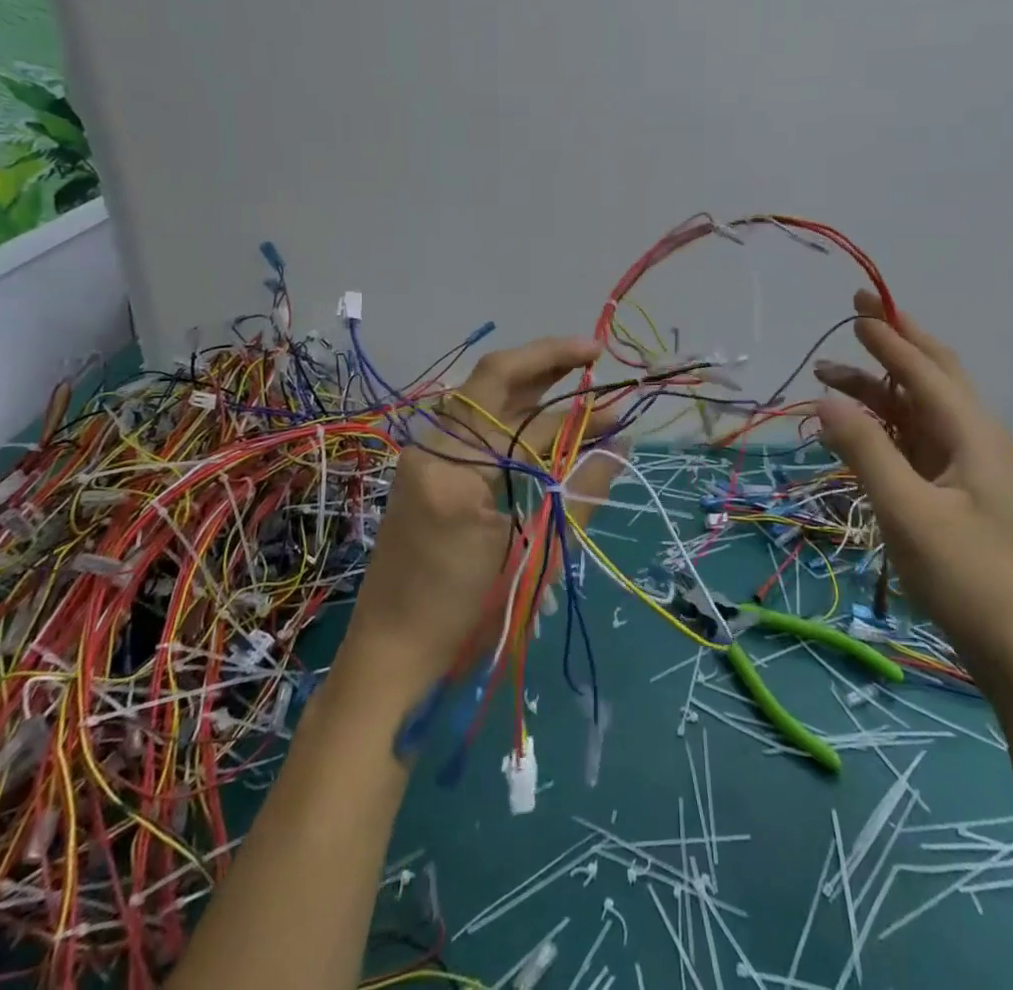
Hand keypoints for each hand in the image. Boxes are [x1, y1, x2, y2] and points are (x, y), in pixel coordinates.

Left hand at [340, 336, 624, 702]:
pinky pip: (474, 428)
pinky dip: (511, 418)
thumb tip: (621, 444)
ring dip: (529, 387)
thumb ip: (579, 492)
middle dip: (544, 364)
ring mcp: (424, 457)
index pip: (519, 404)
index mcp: (454, 464)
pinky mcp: (427, 472)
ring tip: (575, 380)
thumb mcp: (534, 555)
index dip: (567, 386)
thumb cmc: (466, 614)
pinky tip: (542, 421)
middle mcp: (432, 446)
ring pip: (482, 401)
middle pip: (491, 382)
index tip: (603, 366)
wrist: (391, 656)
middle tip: (590, 356)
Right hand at [813, 291, 1012, 696]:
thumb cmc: (968, 579)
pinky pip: (920, 438)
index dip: (888, 337)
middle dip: (897, 340)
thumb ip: (865, 451)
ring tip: (830, 375)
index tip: (857, 307)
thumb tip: (826, 399)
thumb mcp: (907, 514)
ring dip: (881, 385)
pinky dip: (888, 421)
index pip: (924, 370)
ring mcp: (972, 466)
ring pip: (923, 407)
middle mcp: (976, 439)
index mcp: (972, 435)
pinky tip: (860, 426)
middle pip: (935, 374)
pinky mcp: (963, 491)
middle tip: (858, 312)